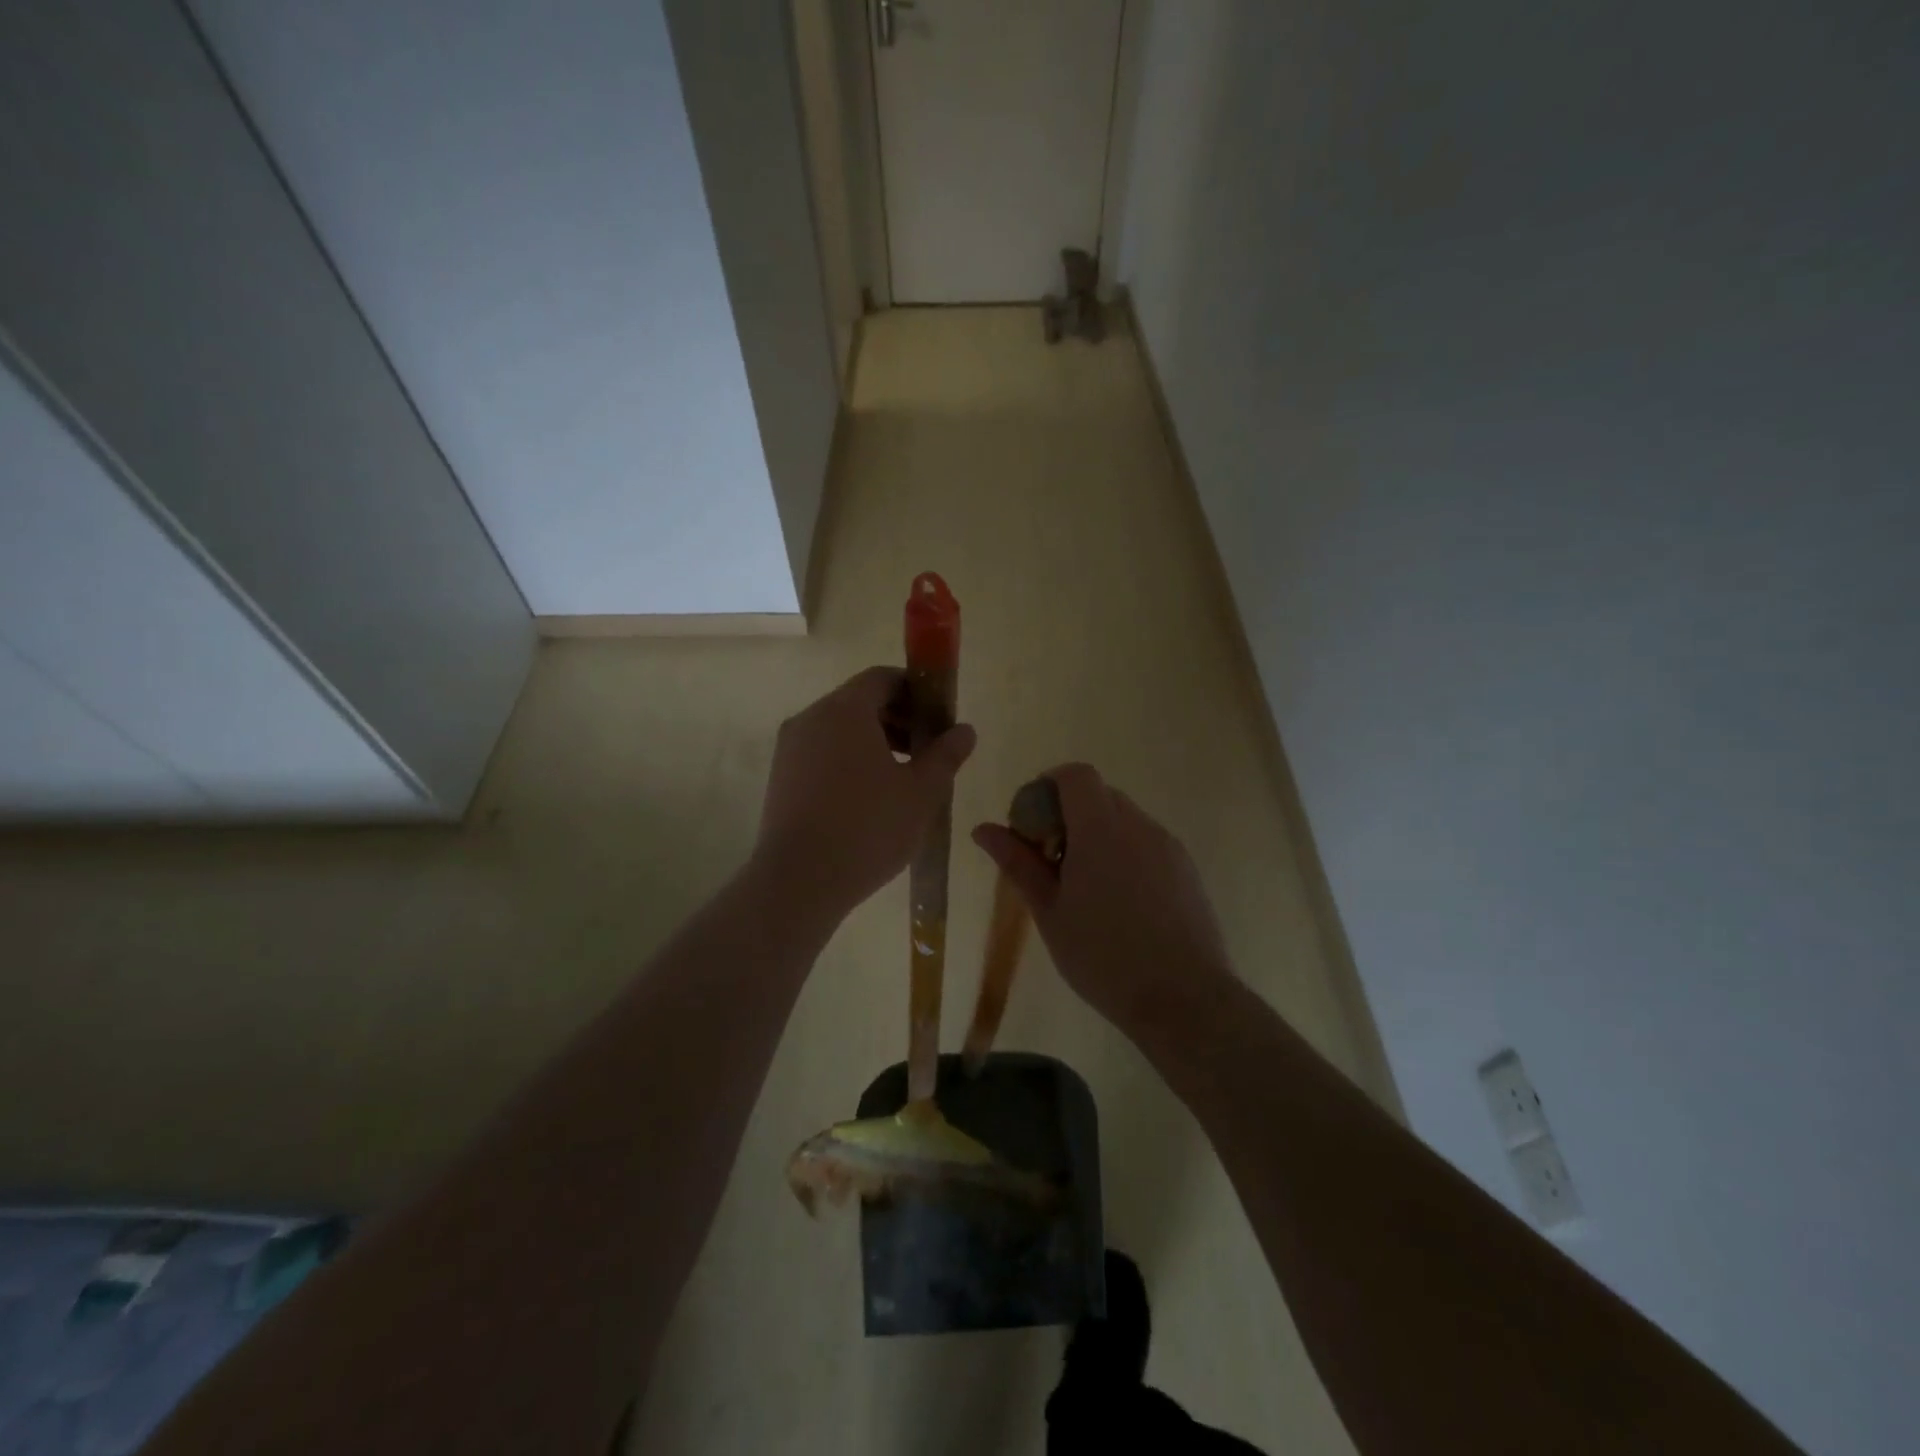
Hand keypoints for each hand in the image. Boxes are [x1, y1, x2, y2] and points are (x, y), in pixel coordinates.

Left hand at [754, 667, 976, 919]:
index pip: (882, 678)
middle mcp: (811, 718)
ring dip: (874, 742)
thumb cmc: (868, 828)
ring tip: (901, 780)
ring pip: (839, 730)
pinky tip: (868, 799)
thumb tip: (965, 730)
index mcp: (845, 710)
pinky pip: (821, 753)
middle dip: (897, 720)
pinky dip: (848, 761)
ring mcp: (790, 749)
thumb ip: (946, 754)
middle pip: (859, 702)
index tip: (938, 719)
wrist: (799, 881)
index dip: (915, 692)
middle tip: (926, 752)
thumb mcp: (922, 792)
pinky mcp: (780, 778)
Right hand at [971, 764, 1233, 1028]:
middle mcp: (1139, 825)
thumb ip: (1018, 863)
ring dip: (1099, 834)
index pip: (1075, 775)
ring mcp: (1168, 846)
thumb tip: (983, 828)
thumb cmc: (1102, 957)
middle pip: (1100, 794)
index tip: (1032, 823)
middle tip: (1052, 859)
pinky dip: (1126, 853)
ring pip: (1125, 819)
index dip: (1048, 786)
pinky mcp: (1187, 869)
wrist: (1184, 999)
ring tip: (1086, 887)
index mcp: (1101, 829)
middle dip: (1070, 813)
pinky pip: (1148, 842)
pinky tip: (1120, 902)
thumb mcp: (1049, 911)